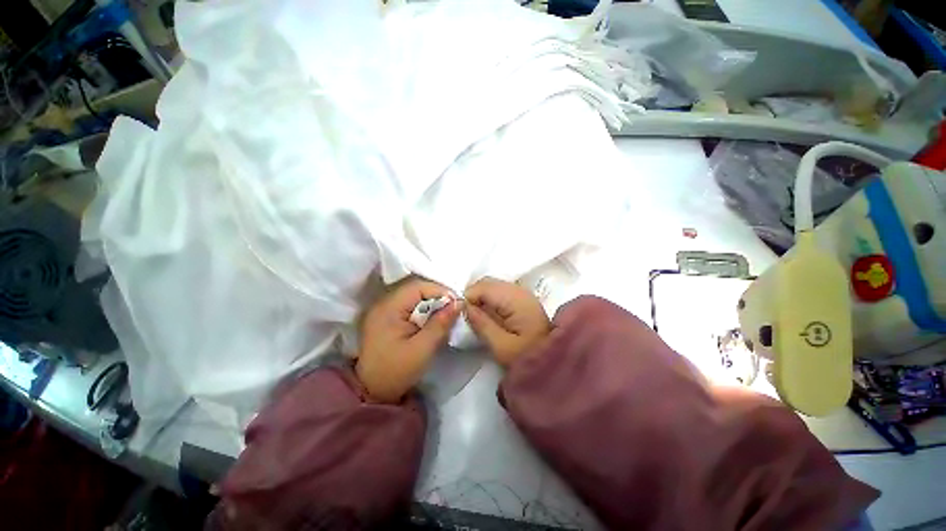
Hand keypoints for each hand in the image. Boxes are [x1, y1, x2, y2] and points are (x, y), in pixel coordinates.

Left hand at [356, 279, 460, 402]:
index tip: (457, 303)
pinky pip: (409, 304)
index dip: (440, 291)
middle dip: (437, 295)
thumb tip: (459, 302)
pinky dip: (423, 308)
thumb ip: (441, 323)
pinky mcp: (386, 316)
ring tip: (445, 313)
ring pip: (413, 295)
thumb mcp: (422, 349)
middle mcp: (383, 303)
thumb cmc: (396, 371)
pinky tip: (431, 318)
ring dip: (431, 301)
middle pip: (415, 288)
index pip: (417, 287)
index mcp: (388, 308)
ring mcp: (383, 309)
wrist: (372, 391)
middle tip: (453, 308)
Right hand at [464, 277, 550, 366]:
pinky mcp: (521, 298)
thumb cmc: (526, 356)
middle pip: (487, 282)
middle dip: (473, 296)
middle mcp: (518, 289)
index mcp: (514, 299)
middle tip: (467, 316)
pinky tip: (488, 313)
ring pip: (492, 285)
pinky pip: (499, 291)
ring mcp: (521, 292)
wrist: (554, 360)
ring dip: (481, 297)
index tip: (461, 315)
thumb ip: (481, 323)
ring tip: (476, 316)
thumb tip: (464, 306)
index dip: (468, 298)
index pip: (483, 287)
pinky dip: (489, 299)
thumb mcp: (501, 346)